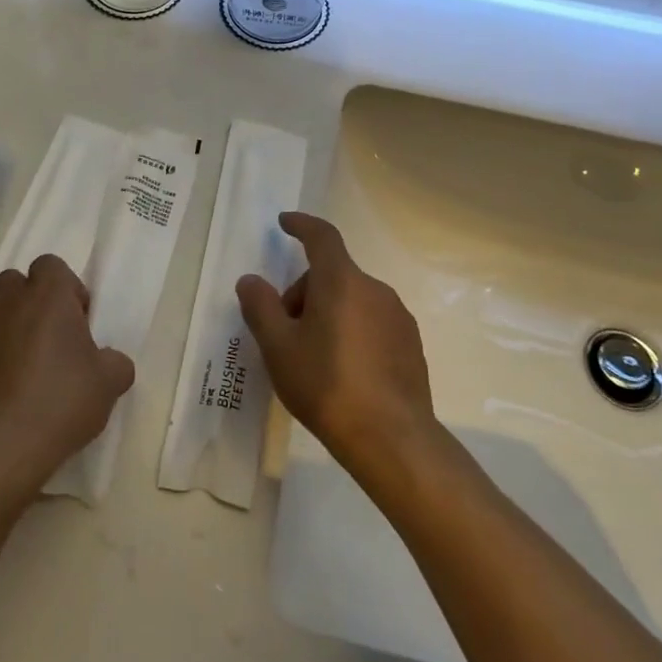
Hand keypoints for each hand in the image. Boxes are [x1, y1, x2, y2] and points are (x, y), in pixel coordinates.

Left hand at [0, 254, 134, 500]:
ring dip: (12, 331)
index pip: (51, 265)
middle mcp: (9, 305)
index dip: (66, 288)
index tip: (78, 321)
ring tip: (30, 370)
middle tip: (52, 337)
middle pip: (15, 282)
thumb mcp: (109, 383)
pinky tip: (9, 394)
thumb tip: (111, 362)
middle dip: (32, 301)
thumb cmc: (61, 401)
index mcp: (47, 296)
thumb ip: (115, 363)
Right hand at [236, 212, 434, 477]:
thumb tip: (250, 280)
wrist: (392, 439)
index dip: (302, 225)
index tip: (285, 222)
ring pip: (352, 300)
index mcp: (342, 281)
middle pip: (332, 275)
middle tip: (285, 333)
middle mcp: (375, 289)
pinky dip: (352, 332)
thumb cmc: (327, 385)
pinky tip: (343, 372)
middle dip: (304, 294)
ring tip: (313, 358)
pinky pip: (372, 322)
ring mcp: (398, 317)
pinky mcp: (411, 344)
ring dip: (328, 314)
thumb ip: (260, 307)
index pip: (322, 237)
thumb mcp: (279, 347)